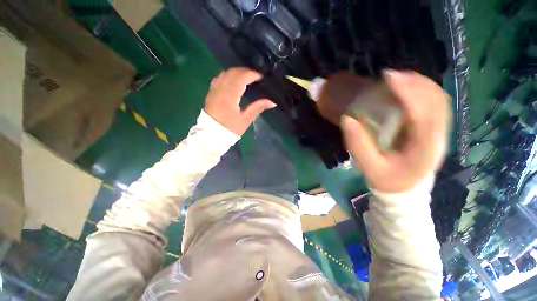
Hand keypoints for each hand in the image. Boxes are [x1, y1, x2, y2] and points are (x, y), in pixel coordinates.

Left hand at [204, 67, 275, 135]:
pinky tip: (233, 80)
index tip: (261, 77)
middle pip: (233, 73)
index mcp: (230, 97)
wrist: (211, 135)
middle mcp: (220, 90)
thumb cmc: (230, 129)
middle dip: (245, 71)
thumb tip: (272, 102)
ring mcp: (214, 90)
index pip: (241, 78)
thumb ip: (257, 108)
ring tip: (246, 77)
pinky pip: (219, 78)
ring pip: (225, 73)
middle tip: (255, 76)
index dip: (252, 74)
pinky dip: (228, 76)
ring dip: (236, 72)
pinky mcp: (210, 93)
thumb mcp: (245, 120)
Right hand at [341, 70, 450, 192]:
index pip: (423, 115)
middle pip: (436, 102)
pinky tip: (407, 88)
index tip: (388, 78)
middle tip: (390, 76)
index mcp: (423, 149)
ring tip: (397, 79)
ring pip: (439, 100)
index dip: (408, 93)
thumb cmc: (387, 179)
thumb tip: (348, 119)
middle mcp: (438, 137)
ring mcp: (440, 132)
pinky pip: (435, 104)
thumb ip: (358, 145)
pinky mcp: (435, 129)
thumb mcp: (369, 167)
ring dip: (420, 84)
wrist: (405, 190)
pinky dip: (422, 91)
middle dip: (415, 83)